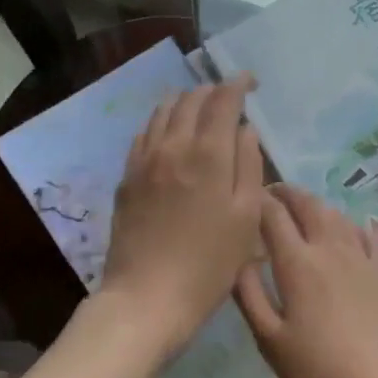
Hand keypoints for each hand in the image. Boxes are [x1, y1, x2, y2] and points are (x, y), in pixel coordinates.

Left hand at [99, 75, 263, 358]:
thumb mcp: (246, 219)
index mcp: (207, 155)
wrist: (148, 297)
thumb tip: (245, 131)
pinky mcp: (126, 178)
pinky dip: (161, 122)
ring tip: (200, 106)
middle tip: (230, 95)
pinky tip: (169, 133)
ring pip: (162, 112)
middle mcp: (172, 147)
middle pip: (190, 101)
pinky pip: (144, 134)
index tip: (251, 81)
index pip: (222, 101)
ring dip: (184, 101)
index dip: (238, 84)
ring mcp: (144, 161)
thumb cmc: (209, 265)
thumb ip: (248, 167)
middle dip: (212, 90)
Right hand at [234, 185, 377, 377]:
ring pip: (337, 215)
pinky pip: (368, 234)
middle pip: (308, 205)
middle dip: (287, 193)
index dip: (257, 200)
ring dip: (316, 205)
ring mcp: (364, 259)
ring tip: (302, 210)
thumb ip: (249, 295)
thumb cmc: (319, 375)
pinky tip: (350, 227)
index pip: (273, 216)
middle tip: (270, 194)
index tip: (243, 198)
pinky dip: (352, 223)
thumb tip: (238, 259)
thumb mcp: (270, 342)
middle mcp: (331, 250)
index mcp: (298, 264)